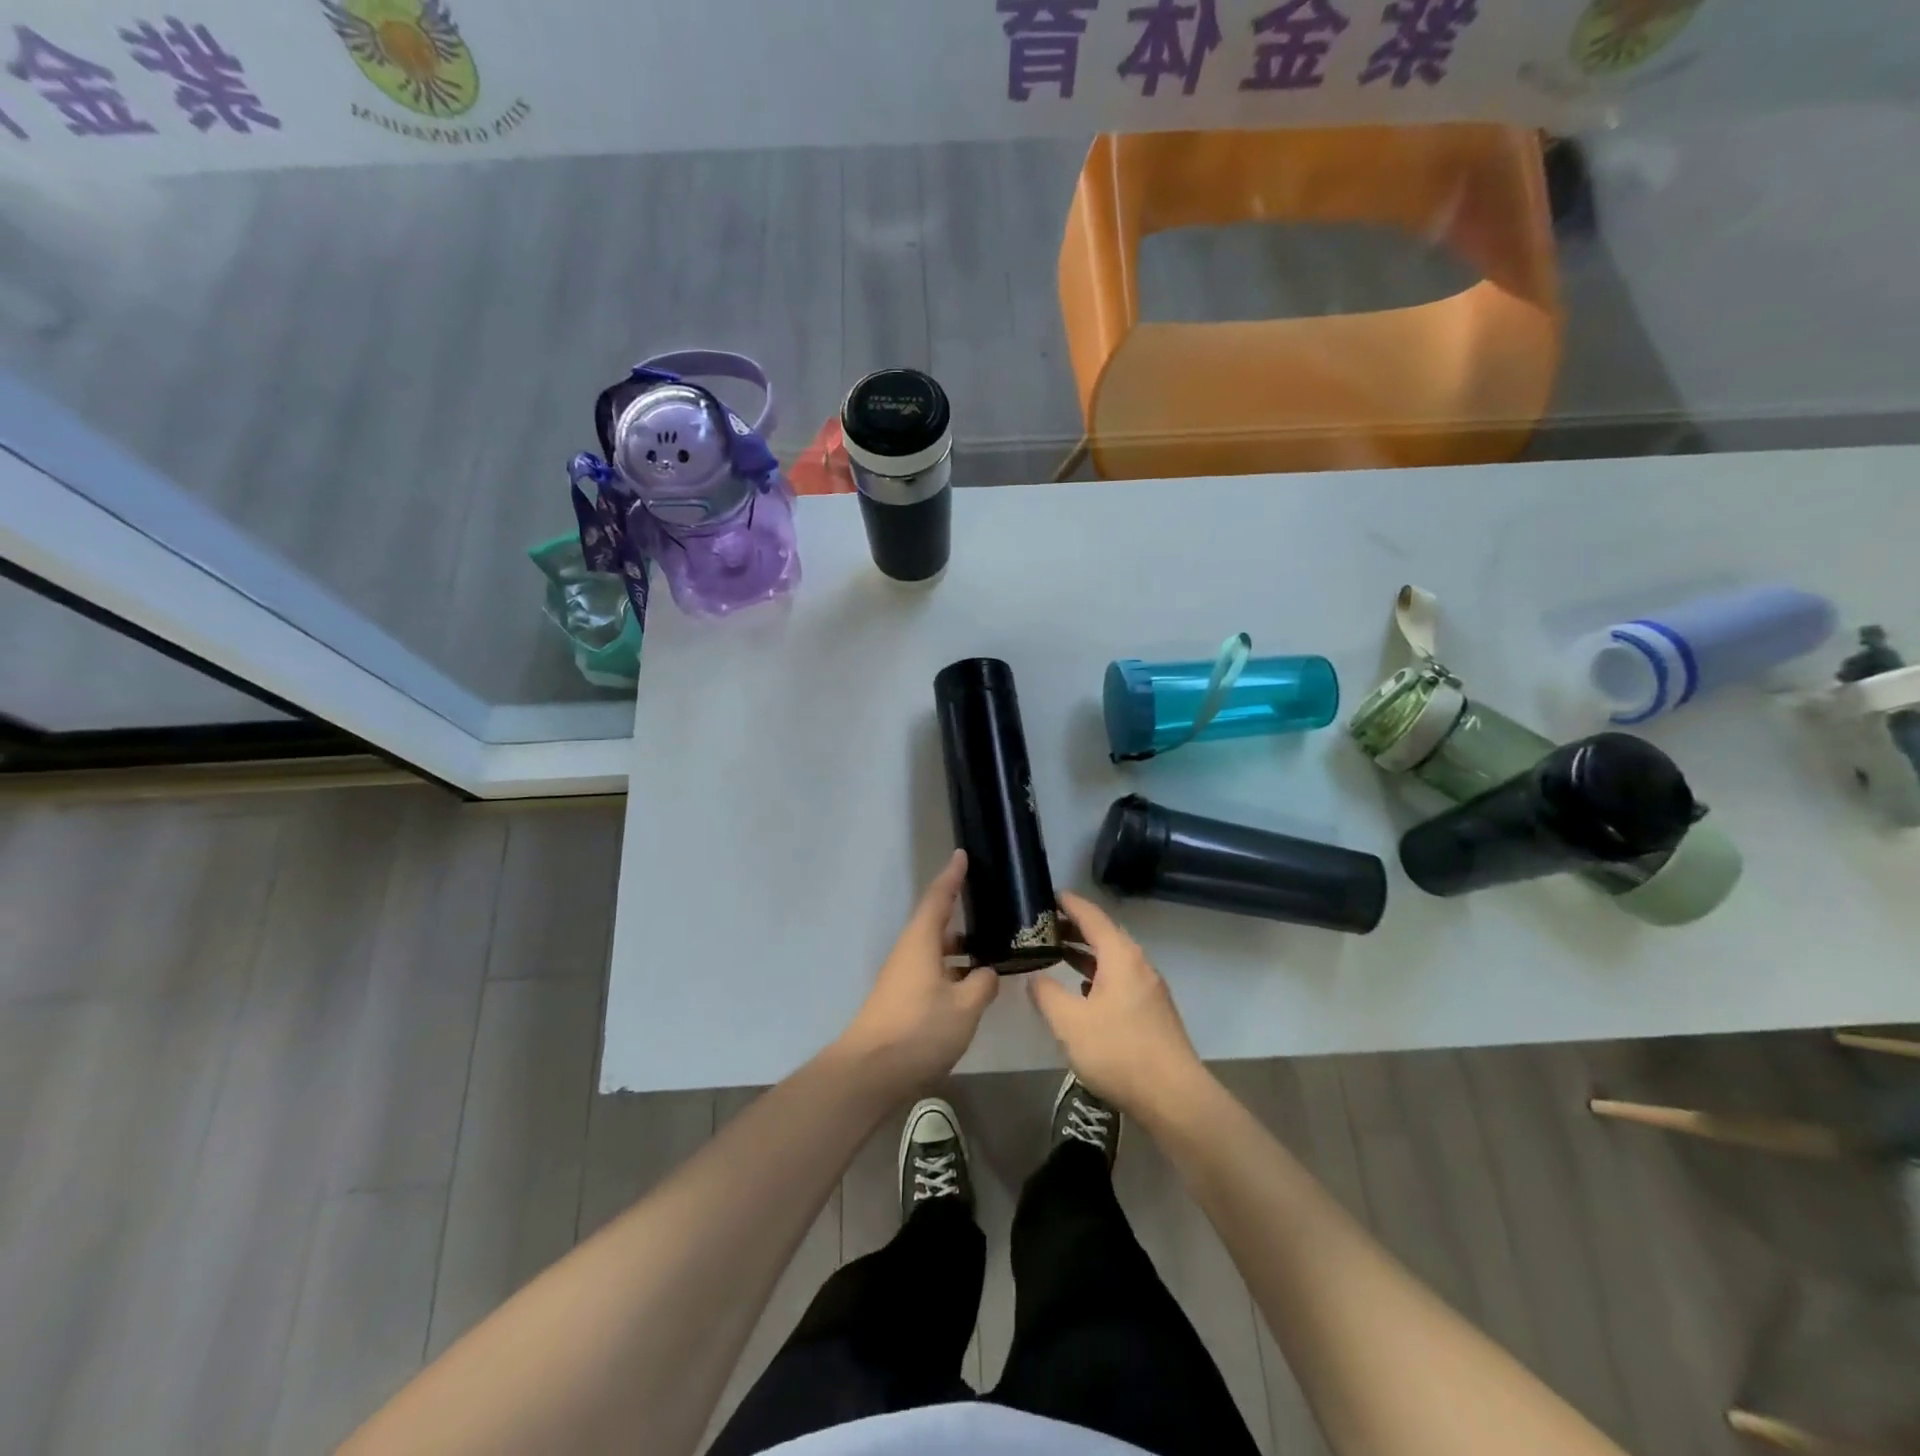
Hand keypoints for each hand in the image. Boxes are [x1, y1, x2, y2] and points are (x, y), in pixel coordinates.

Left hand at [836, 851, 998, 1096]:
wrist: (869, 1072)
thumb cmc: (919, 1030)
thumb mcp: (964, 1008)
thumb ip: (982, 985)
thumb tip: (988, 972)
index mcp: (921, 941)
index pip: (939, 898)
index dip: (952, 876)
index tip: (963, 855)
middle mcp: (909, 951)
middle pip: (936, 923)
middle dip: (961, 913)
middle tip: (992, 907)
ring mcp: (902, 976)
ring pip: (935, 950)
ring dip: (960, 946)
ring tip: (991, 946)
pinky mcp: (901, 999)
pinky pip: (932, 971)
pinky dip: (952, 969)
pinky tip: (971, 984)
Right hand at [1031, 891, 1202, 1118]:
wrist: (1174, 1097)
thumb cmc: (1118, 1051)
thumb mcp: (1070, 1022)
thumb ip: (1047, 994)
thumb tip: (1036, 978)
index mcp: (1120, 956)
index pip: (1092, 916)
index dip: (1069, 904)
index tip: (1047, 895)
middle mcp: (1138, 964)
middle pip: (1104, 935)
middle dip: (1074, 928)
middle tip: (1043, 926)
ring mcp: (1149, 988)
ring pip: (1112, 959)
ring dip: (1085, 953)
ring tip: (1057, 953)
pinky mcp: (1152, 1012)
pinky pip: (1120, 978)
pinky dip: (1098, 974)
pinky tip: (1083, 990)